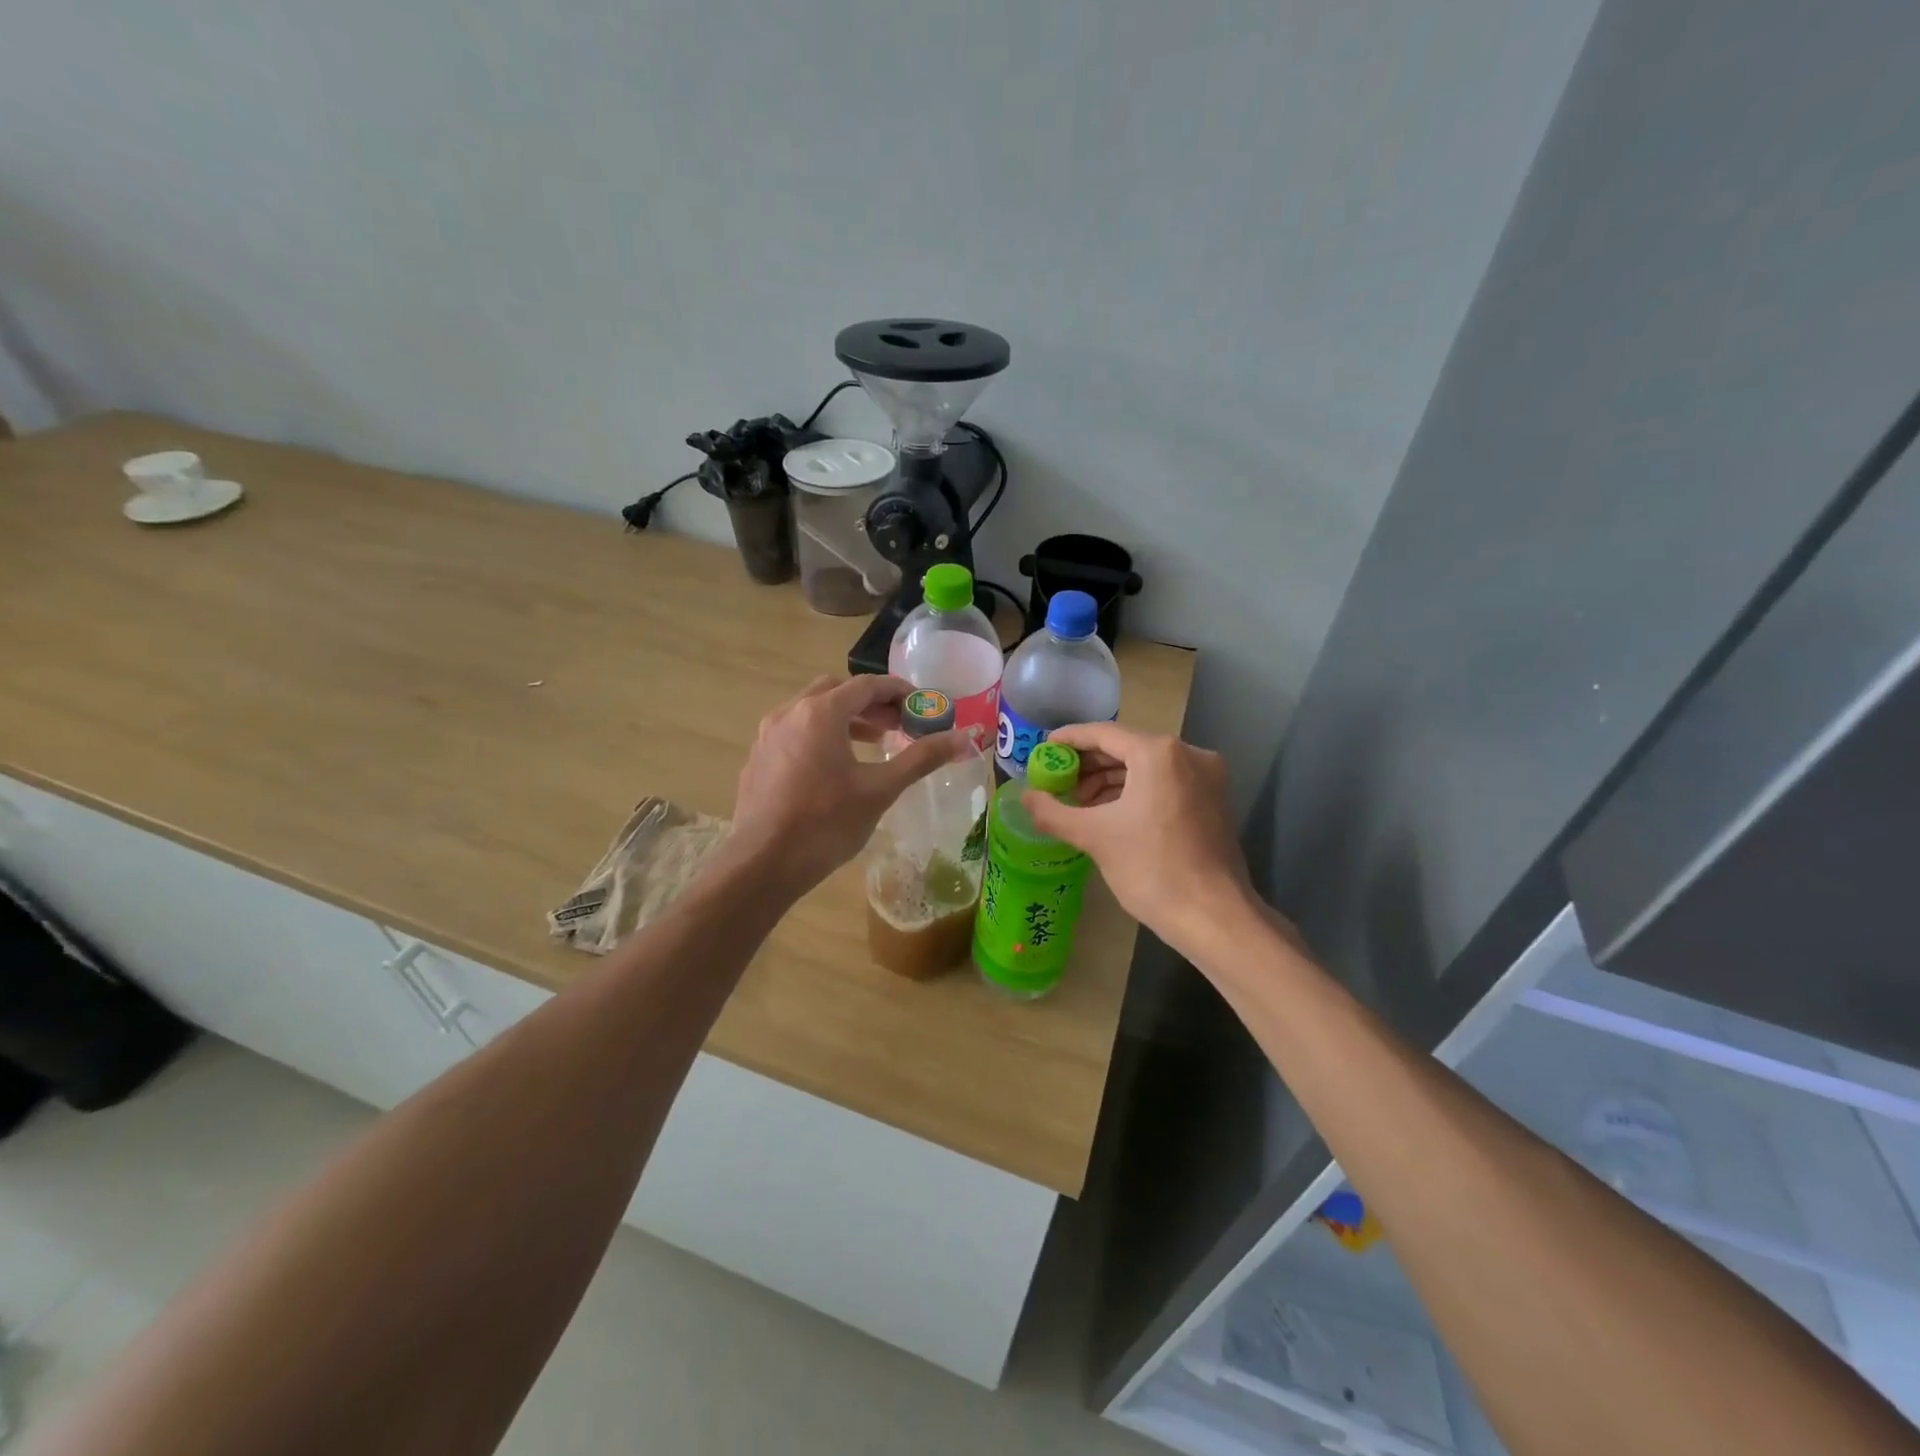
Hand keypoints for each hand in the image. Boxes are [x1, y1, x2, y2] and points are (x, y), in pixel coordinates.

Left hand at [726, 676, 966, 898]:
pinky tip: (834, 767)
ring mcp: (768, 735)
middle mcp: (790, 713)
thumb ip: (921, 758)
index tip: (922, 706)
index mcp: (821, 713)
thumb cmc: (826, 824)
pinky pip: (795, 732)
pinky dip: (821, 735)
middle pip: (837, 691)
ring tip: (873, 743)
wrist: (761, 864)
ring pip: (812, 711)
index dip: (899, 691)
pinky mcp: (758, 758)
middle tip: (899, 724)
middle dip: (871, 703)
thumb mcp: (880, 790)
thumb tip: (963, 738)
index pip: (867, 685)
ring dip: (845, 718)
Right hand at [1023, 723, 1255, 956]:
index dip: (1069, 740)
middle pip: (1126, 746)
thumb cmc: (1151, 869)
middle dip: (1089, 764)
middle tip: (1058, 781)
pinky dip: (1136, 791)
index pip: (1103, 734)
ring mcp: (1206, 776)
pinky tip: (1112, 813)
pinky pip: (1165, 782)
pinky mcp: (1213, 799)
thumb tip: (1025, 797)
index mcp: (1158, 753)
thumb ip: (1053, 812)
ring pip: (1147, 765)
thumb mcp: (1094, 836)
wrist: (1214, 917)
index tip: (1043, 750)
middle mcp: (1188, 753)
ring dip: (1111, 779)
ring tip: (1080, 802)